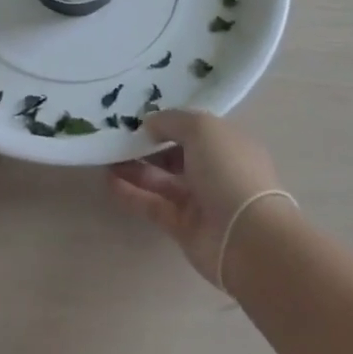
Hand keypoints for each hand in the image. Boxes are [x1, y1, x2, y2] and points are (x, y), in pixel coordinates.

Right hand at [107, 109, 284, 285]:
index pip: (194, 128)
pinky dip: (132, 194)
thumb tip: (150, 124)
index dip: (168, 122)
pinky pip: (154, 205)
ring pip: (162, 179)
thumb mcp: (201, 128)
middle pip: (175, 154)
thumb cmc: (228, 169)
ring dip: (135, 168)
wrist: (247, 237)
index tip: (138, 116)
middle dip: (147, 145)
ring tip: (105, 156)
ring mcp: (199, 200)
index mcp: (226, 143)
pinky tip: (109, 182)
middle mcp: (214, 169)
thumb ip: (172, 121)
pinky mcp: (183, 227)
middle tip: (116, 136)